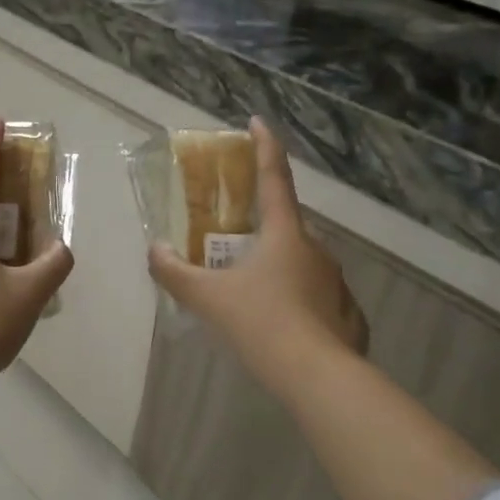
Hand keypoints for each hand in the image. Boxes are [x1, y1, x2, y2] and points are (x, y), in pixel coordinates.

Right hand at [148, 117, 366, 391]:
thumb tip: (154, 251)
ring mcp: (335, 281)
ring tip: (250, 295)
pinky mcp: (345, 313)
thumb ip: (176, 273)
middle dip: (260, 227)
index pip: (274, 177)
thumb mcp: (208, 298)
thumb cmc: (261, 323)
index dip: (264, 146)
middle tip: (232, 244)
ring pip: (299, 263)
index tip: (257, 122)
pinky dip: (294, 300)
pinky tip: (279, 325)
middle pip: (284, 226)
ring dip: (275, 267)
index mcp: (285, 234)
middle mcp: (315, 249)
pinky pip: (314, 296)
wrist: (317, 377)